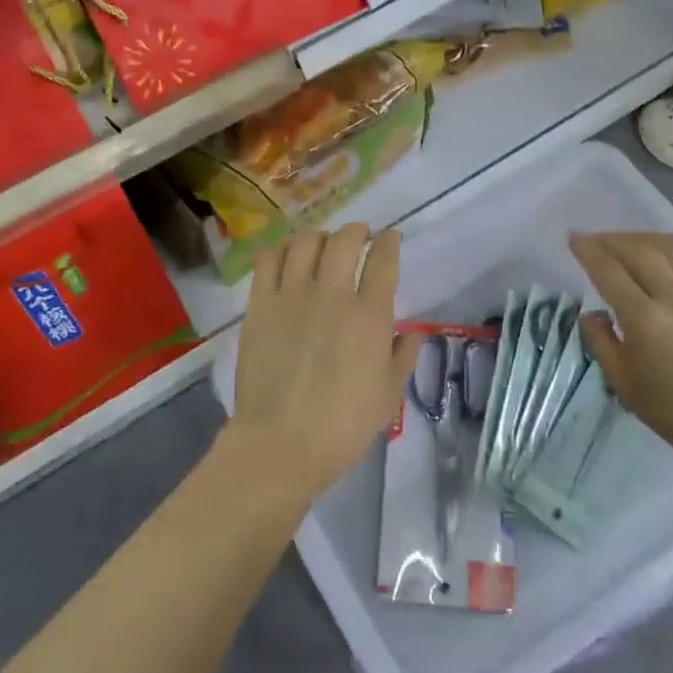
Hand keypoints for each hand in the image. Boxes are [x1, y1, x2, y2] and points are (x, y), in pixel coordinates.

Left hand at [228, 225, 423, 496]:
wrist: (281, 442)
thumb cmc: (343, 425)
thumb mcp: (388, 394)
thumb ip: (403, 357)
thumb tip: (412, 334)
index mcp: (370, 315)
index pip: (383, 260)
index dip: (389, 242)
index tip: (390, 238)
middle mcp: (332, 294)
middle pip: (344, 240)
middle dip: (356, 231)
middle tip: (359, 236)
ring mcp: (291, 295)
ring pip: (304, 242)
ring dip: (319, 236)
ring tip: (322, 244)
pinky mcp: (260, 305)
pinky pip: (268, 260)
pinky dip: (280, 250)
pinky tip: (285, 256)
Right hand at [570, 233, 672, 461]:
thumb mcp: (624, 384)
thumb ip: (601, 343)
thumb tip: (591, 314)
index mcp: (645, 321)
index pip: (608, 272)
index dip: (588, 251)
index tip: (575, 239)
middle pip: (638, 251)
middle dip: (612, 241)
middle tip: (597, 242)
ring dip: (646, 239)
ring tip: (633, 244)